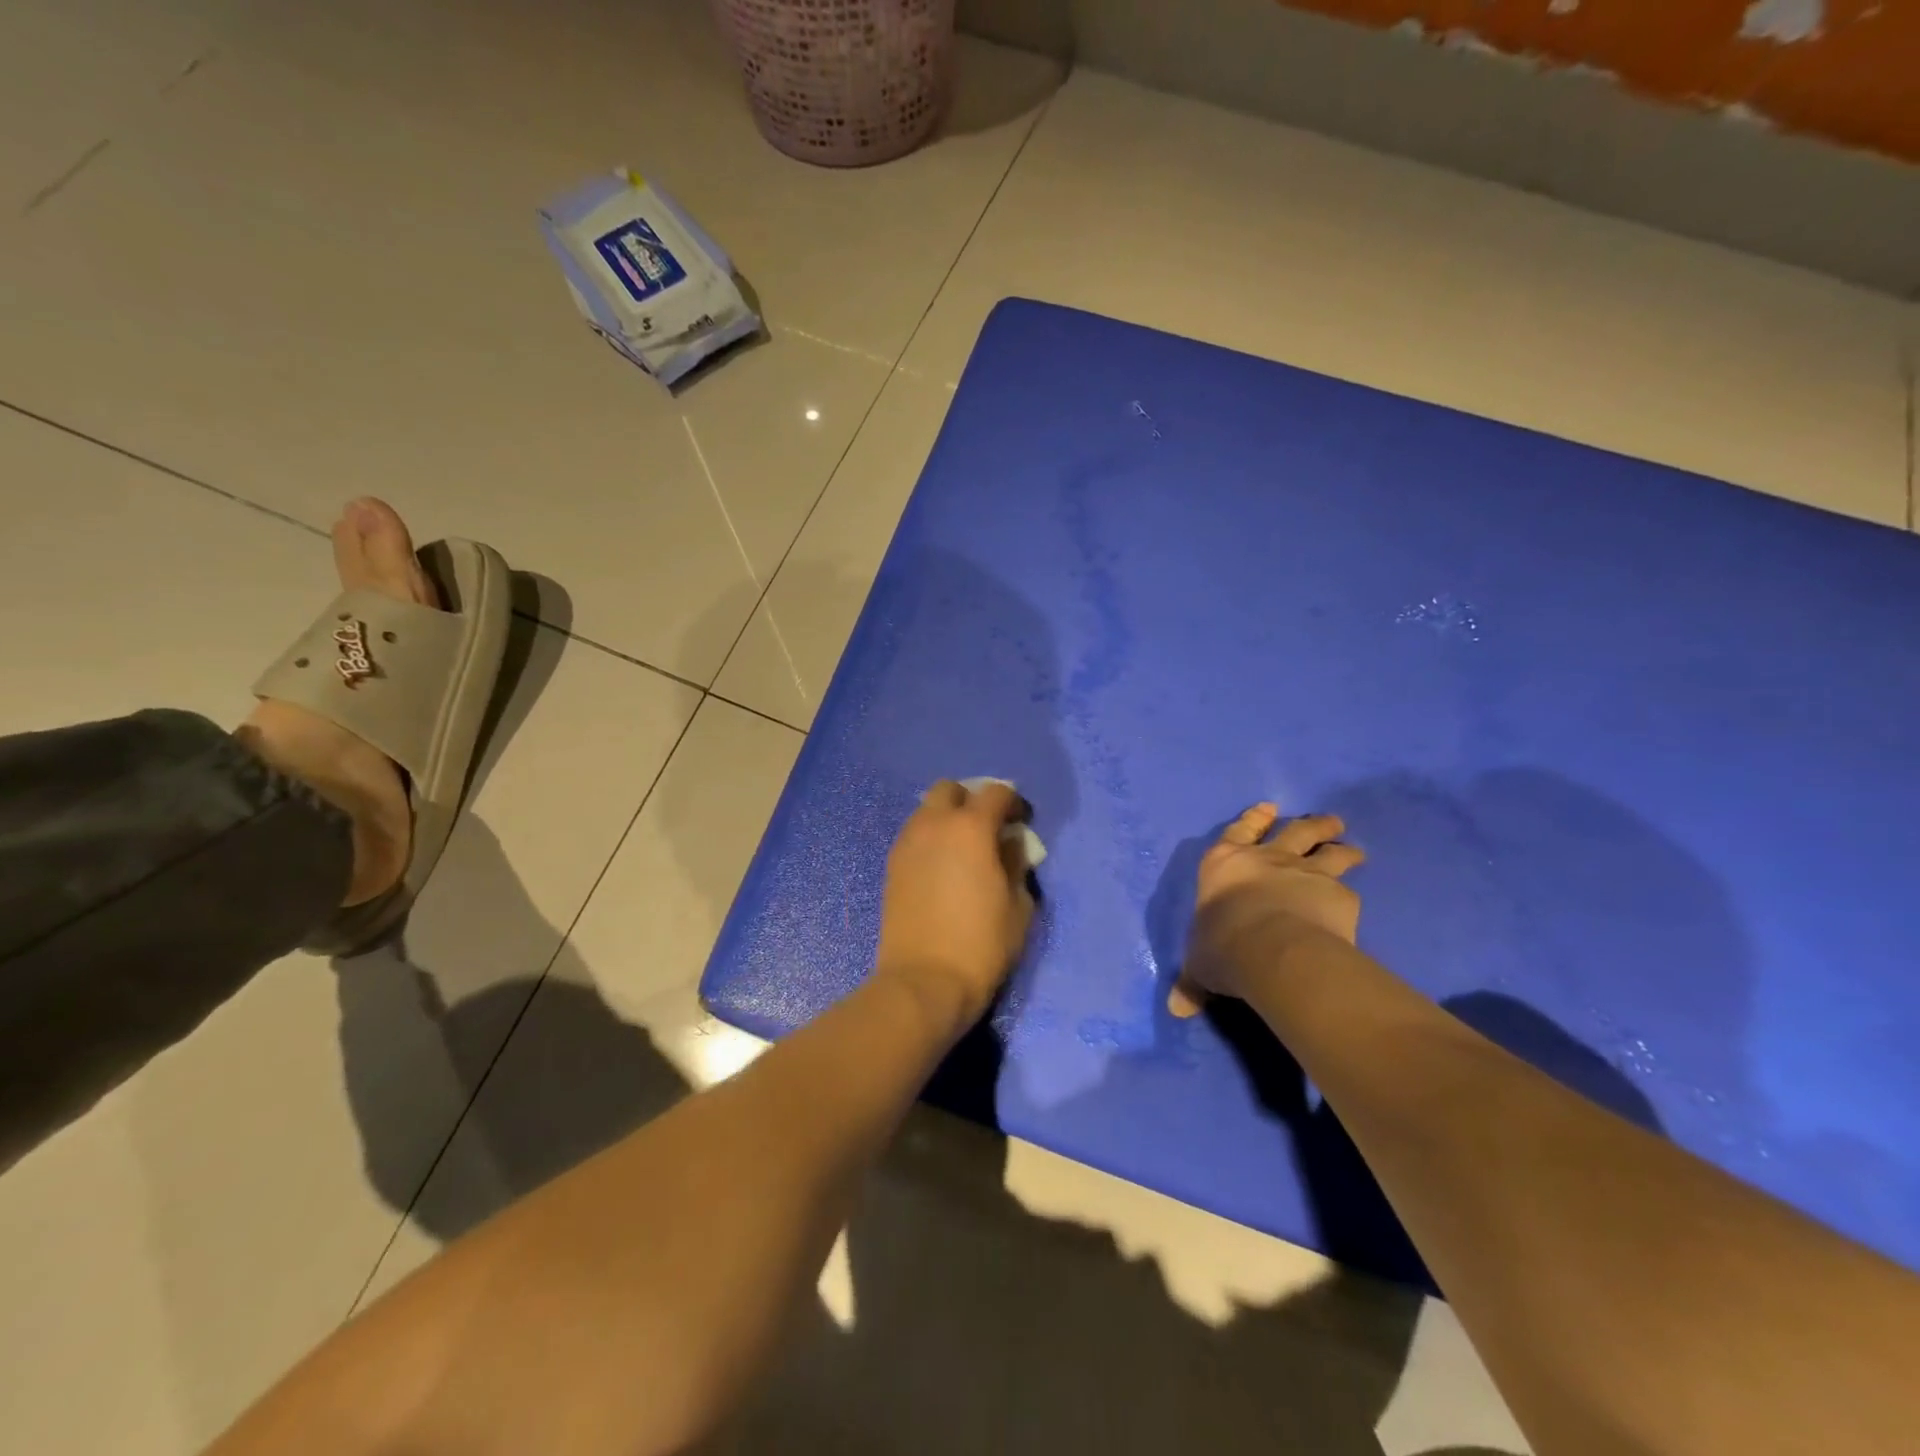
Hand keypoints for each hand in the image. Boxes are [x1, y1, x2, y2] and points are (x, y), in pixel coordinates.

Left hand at [875, 779, 1036, 1031]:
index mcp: (971, 828)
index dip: (1014, 803)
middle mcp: (934, 824)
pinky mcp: (892, 864)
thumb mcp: (1019, 905)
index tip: (1022, 823)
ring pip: (927, 810)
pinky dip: (930, 838)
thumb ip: (1017, 863)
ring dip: (947, 818)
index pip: (996, 793)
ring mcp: (908, 843)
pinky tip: (942, 867)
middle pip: (951, 789)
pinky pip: (914, 834)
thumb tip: (1011, 843)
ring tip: (963, 849)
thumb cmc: (982, 944)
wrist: (924, 981)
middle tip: (988, 829)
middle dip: (972, 800)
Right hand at [1169, 803, 1363, 1016]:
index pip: (1239, 830)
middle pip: (1295, 831)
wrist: (1273, 950)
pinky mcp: (1338, 894)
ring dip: (1341, 847)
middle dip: (1312, 825)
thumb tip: (1176, 1009)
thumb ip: (1193, 982)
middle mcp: (1267, 859)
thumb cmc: (1224, 946)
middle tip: (1330, 822)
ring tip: (1353, 849)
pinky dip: (1349, 893)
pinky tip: (1354, 901)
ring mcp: (1305, 872)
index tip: (1270, 808)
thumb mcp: (1200, 964)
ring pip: (1329, 851)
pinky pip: (1347, 890)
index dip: (1253, 818)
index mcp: (1225, 864)